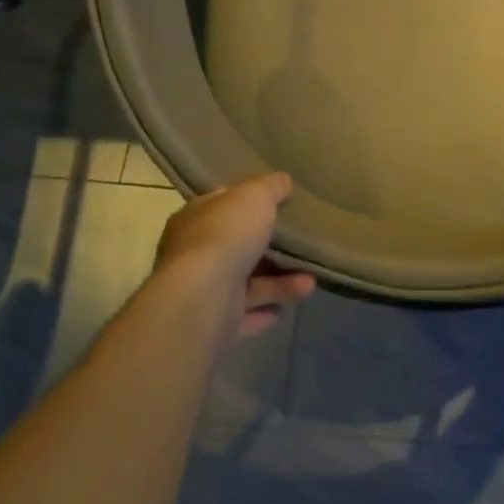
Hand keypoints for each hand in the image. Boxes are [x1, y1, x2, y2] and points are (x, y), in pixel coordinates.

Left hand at [152, 172, 316, 341]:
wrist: (203, 298)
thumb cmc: (226, 236)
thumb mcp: (254, 196)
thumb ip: (270, 186)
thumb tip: (282, 180)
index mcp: (194, 219)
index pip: (220, 204)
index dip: (245, 202)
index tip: (275, 203)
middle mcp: (192, 254)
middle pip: (236, 247)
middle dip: (268, 249)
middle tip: (298, 247)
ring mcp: (202, 291)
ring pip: (245, 284)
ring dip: (278, 284)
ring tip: (310, 282)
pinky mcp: (213, 323)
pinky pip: (244, 315)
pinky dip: (264, 312)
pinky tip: (286, 310)